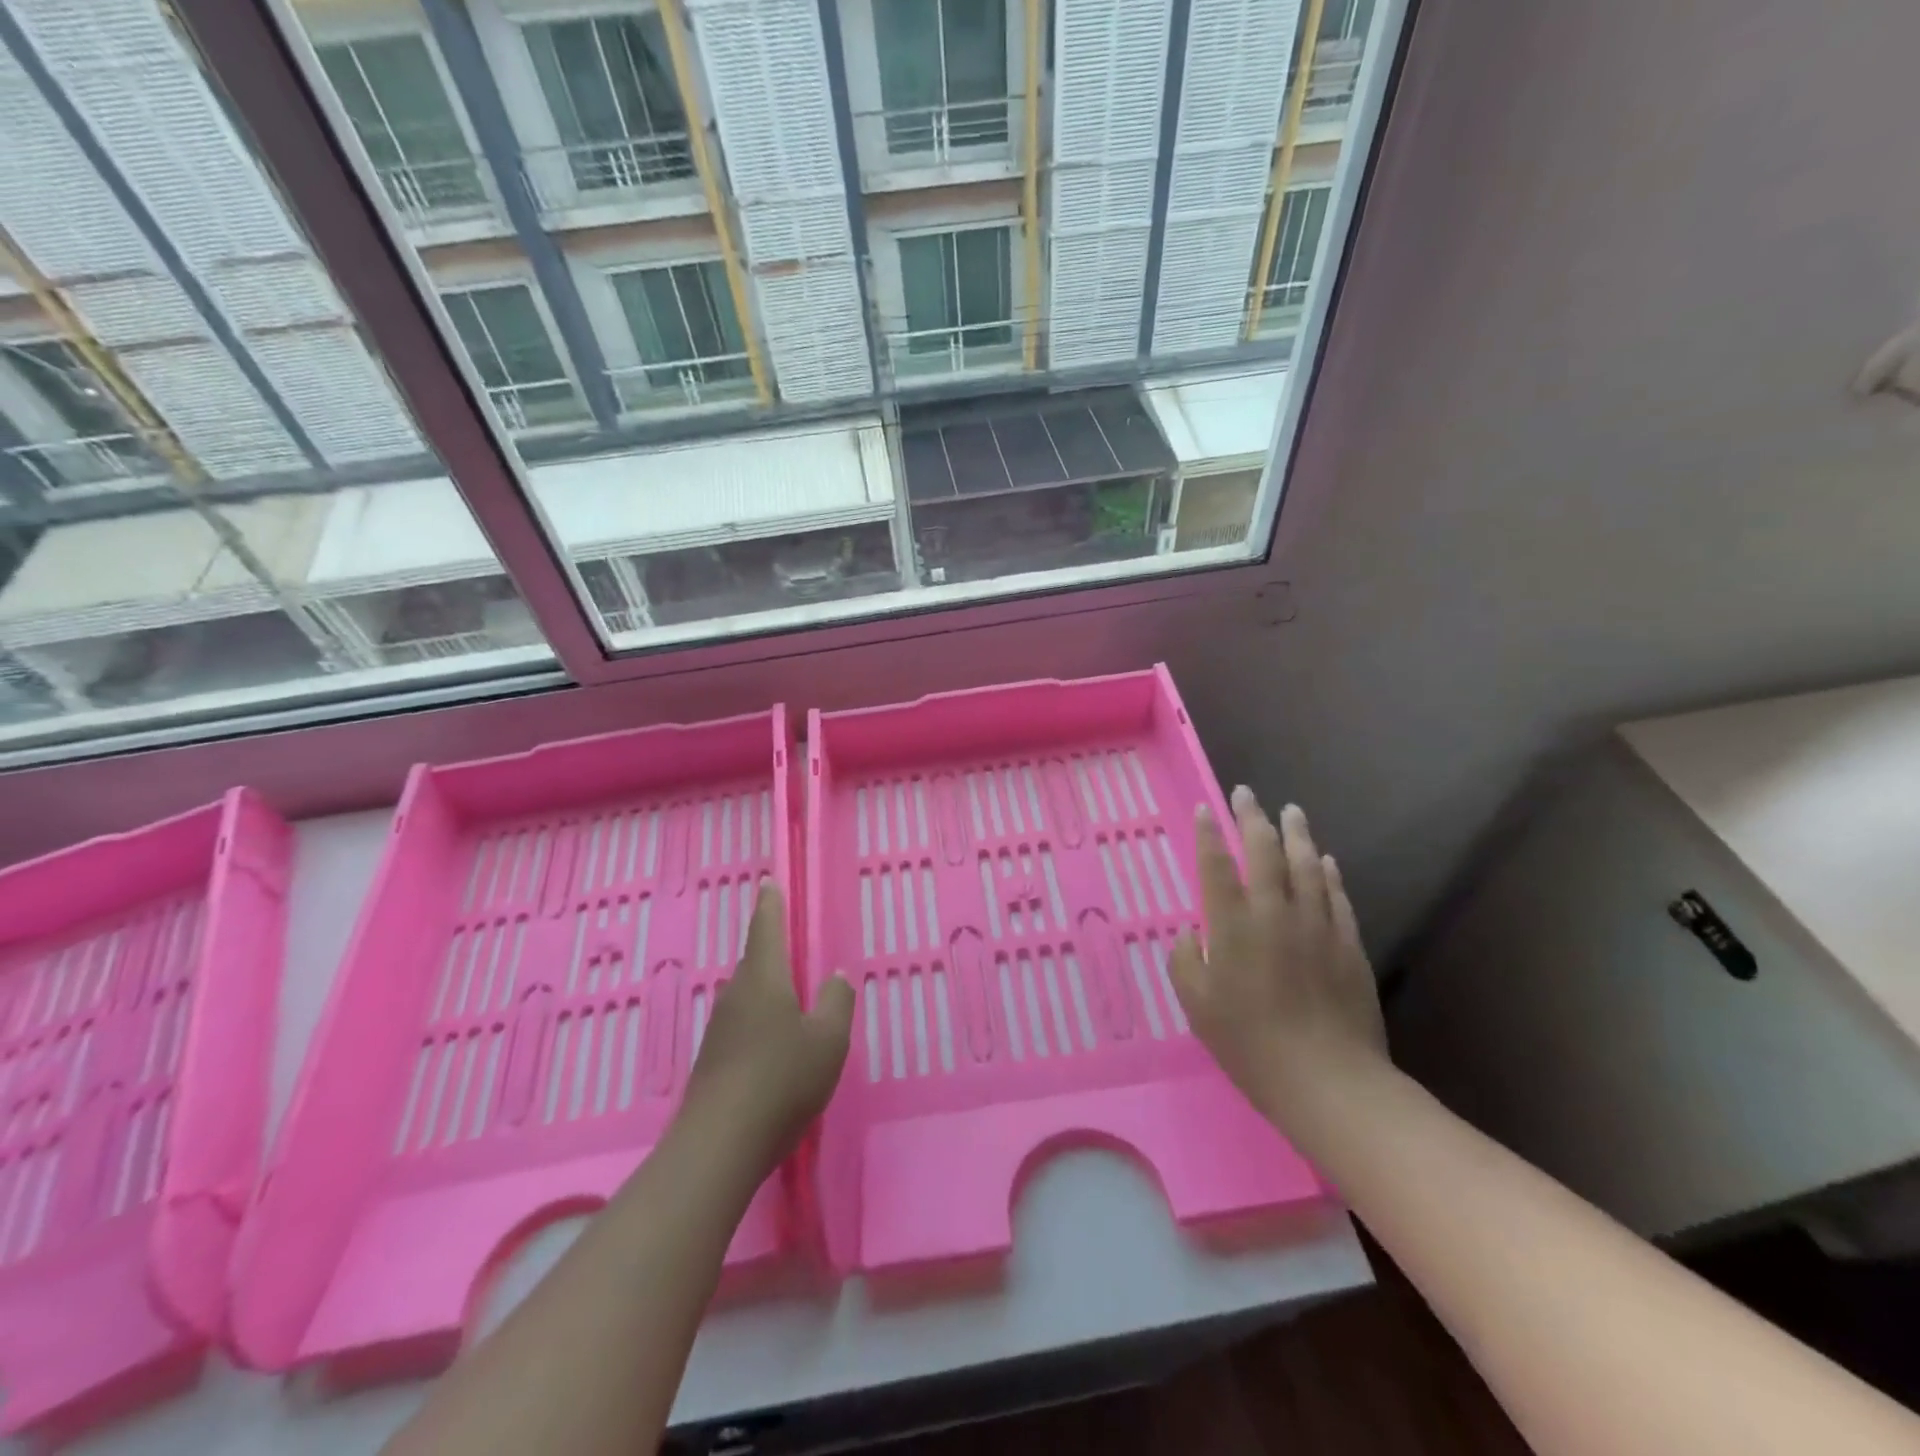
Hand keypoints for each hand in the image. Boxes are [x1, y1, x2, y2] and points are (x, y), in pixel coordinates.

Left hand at [680, 886, 853, 1172]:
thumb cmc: (782, 1079)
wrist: (719, 1145)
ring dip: (765, 987)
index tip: (767, 881)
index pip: (766, 928)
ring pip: (746, 994)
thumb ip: (836, 1003)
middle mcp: (737, 995)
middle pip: (754, 961)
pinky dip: (758, 1019)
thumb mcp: (827, 1041)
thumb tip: (835, 975)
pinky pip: (741, 1023)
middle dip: (769, 947)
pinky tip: (772, 1041)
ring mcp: (720, 1029)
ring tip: (787, 992)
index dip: (770, 903)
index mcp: (764, 979)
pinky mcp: (713, 1060)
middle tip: (785, 937)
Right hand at [1170, 788, 1388, 1126]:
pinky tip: (1325, 859)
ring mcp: (1316, 925)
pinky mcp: (1348, 944)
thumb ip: (1186, 961)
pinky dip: (1328, 872)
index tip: (1205, 809)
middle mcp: (1274, 913)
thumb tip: (1193, 934)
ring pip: (1306, 865)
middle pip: (1264, 852)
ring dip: (1296, 833)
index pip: (1217, 865)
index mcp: (1232, 926)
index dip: (1208, 834)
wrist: (1328, 1080)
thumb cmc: (1250, 1044)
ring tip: (1290, 811)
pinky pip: (1337, 895)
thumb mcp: (1197, 1006)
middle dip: (1252, 818)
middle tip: (1246, 794)